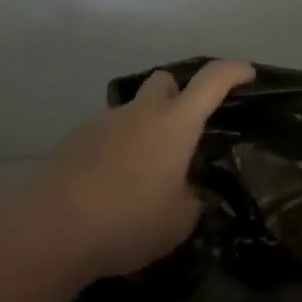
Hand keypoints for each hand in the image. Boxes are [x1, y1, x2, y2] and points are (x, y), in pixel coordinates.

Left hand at [35, 60, 254, 279]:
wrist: (53, 230)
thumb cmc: (129, 222)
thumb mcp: (179, 222)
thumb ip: (189, 199)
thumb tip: (182, 192)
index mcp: (175, 125)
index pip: (211, 82)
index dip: (233, 72)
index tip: (247, 73)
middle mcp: (141, 114)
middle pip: (164, 81)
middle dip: (178, 95)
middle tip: (183, 131)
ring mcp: (104, 123)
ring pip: (132, 112)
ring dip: (143, 130)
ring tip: (141, 176)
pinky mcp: (74, 141)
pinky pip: (106, 135)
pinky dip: (115, 151)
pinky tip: (110, 187)